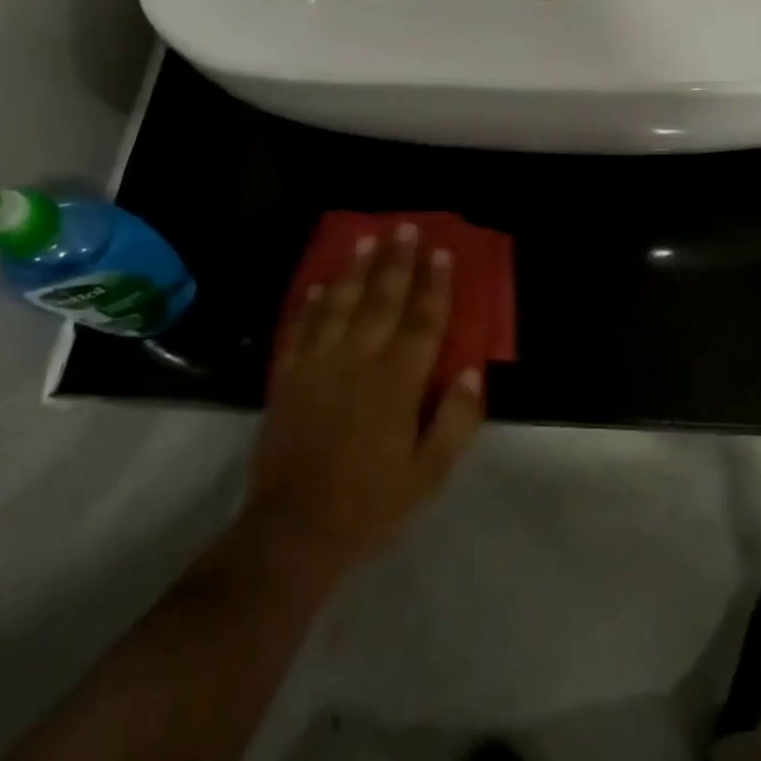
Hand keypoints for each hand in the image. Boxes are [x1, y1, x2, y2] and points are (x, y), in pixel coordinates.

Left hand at [243, 225, 485, 585]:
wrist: (293, 532)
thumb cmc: (370, 505)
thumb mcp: (429, 475)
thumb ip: (456, 421)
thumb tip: (473, 372)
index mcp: (396, 383)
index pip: (422, 322)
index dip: (434, 285)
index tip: (442, 252)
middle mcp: (357, 361)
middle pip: (381, 300)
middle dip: (396, 262)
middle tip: (404, 228)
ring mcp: (317, 366)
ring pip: (339, 304)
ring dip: (354, 270)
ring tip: (366, 239)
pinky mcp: (287, 378)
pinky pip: (300, 329)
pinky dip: (311, 303)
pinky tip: (319, 285)